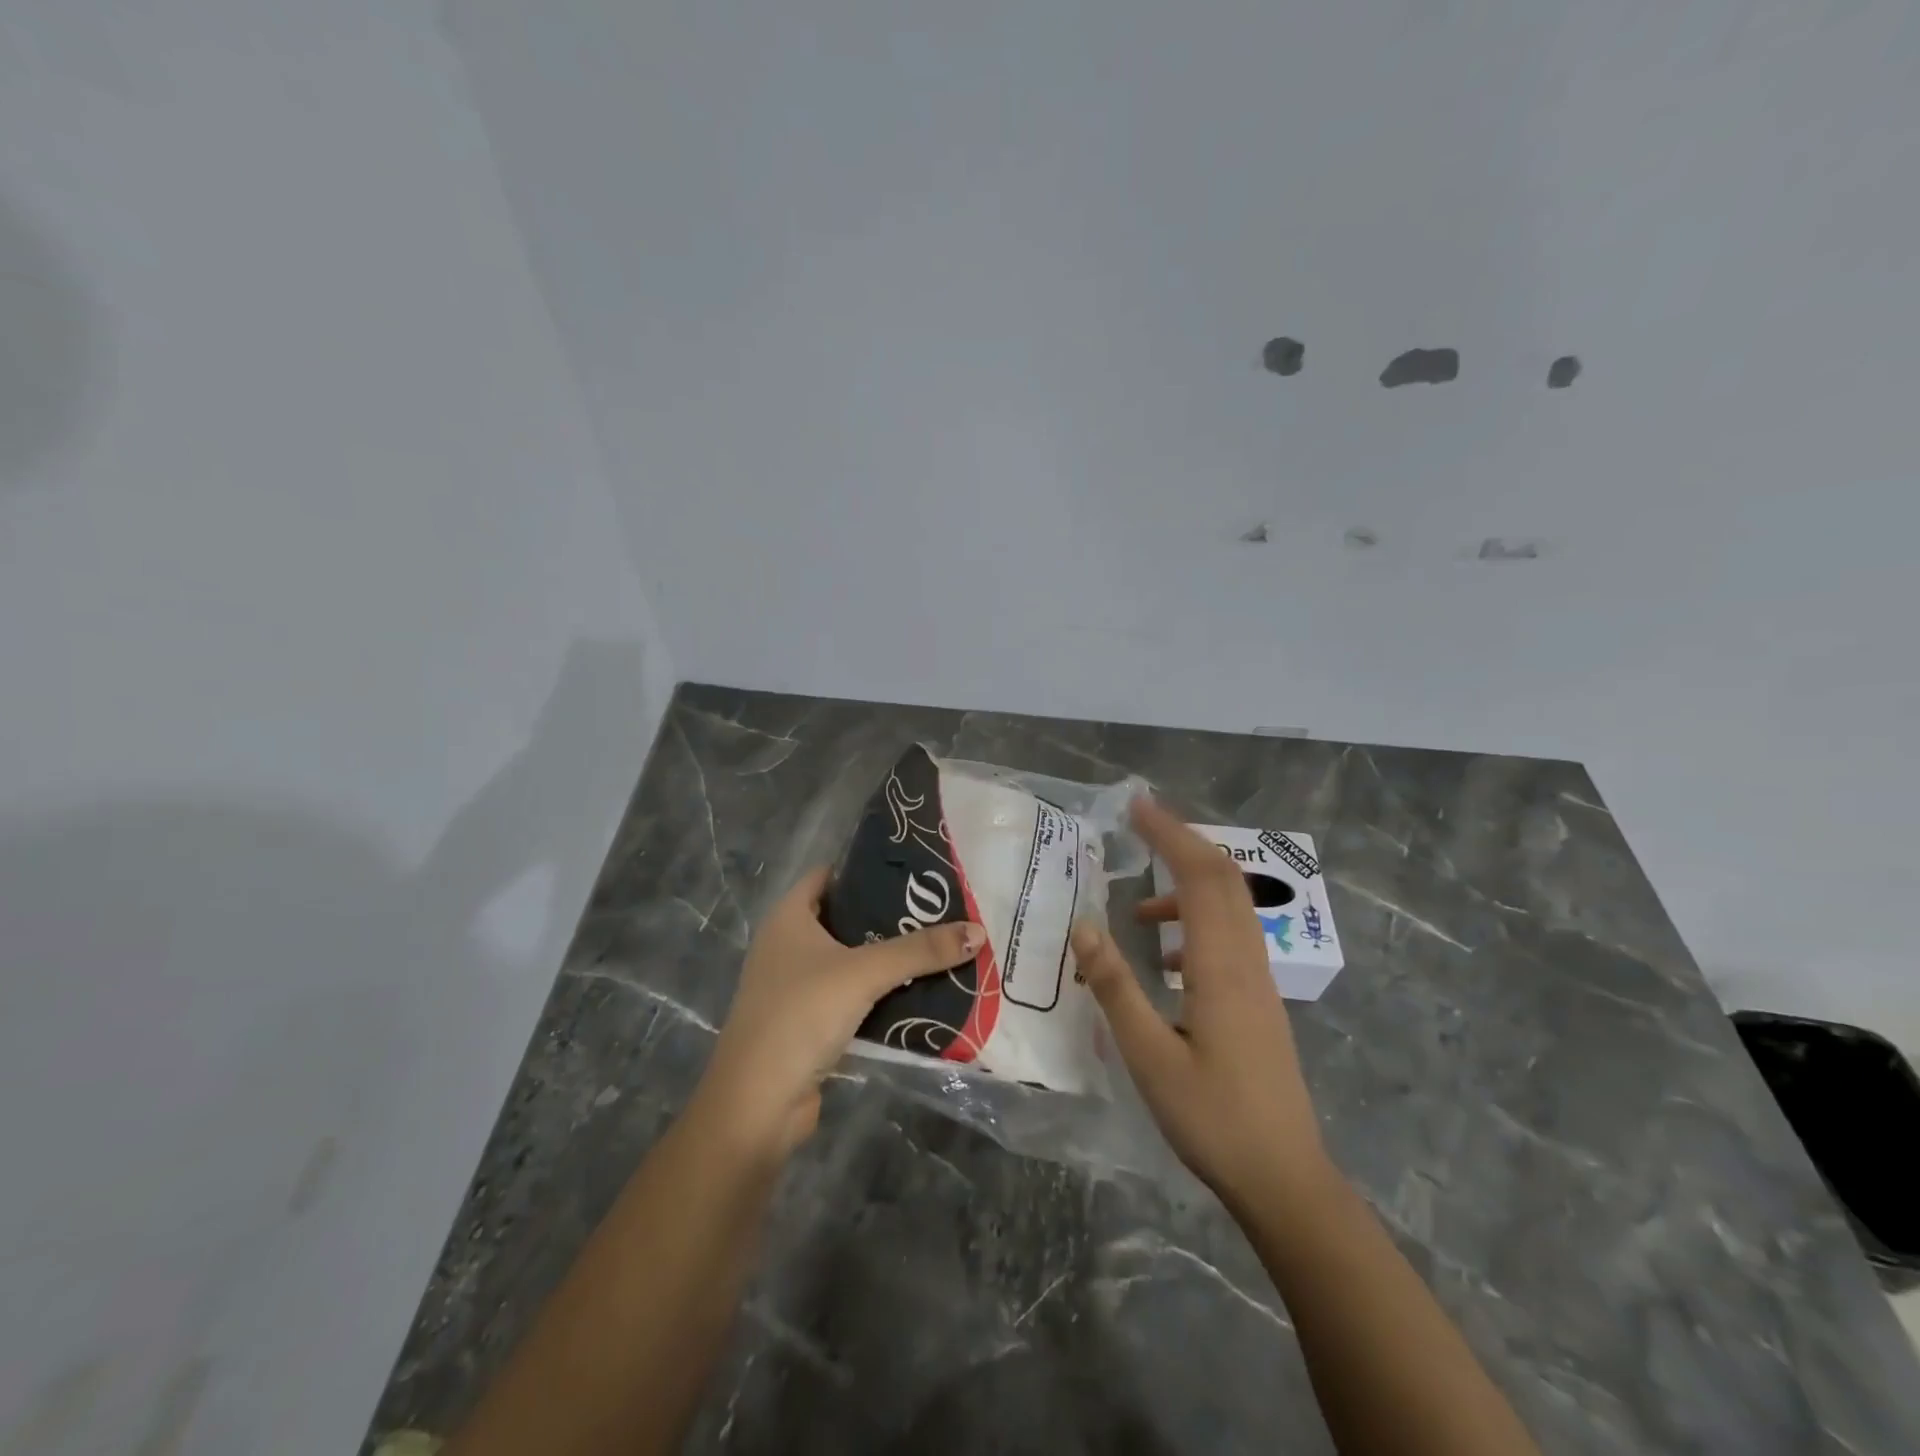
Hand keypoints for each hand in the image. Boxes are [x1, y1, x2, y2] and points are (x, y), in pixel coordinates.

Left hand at [694, 867, 983, 1159]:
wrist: (757, 1104)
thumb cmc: (801, 1015)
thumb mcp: (864, 973)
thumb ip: (920, 950)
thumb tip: (979, 931)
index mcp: (788, 918)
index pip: (830, 875)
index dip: (868, 869)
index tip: (914, 871)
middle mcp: (787, 945)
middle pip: (845, 918)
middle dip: (889, 916)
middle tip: (939, 910)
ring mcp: (795, 986)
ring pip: (851, 960)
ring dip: (888, 958)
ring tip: (938, 946)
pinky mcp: (808, 1023)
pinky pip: (851, 996)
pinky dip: (880, 994)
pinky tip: (919, 993)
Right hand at [1070, 798, 1329, 1210]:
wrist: (1284, 1179)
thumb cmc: (1211, 1118)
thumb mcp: (1147, 1054)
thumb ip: (1114, 986)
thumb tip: (1083, 926)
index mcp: (1220, 965)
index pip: (1199, 875)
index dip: (1170, 833)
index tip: (1136, 806)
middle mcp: (1246, 960)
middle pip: (1223, 878)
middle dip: (1182, 842)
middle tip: (1139, 826)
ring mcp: (1259, 981)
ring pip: (1231, 907)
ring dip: (1188, 885)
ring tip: (1138, 907)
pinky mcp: (1260, 1002)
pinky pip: (1230, 937)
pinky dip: (1197, 921)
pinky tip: (1166, 957)